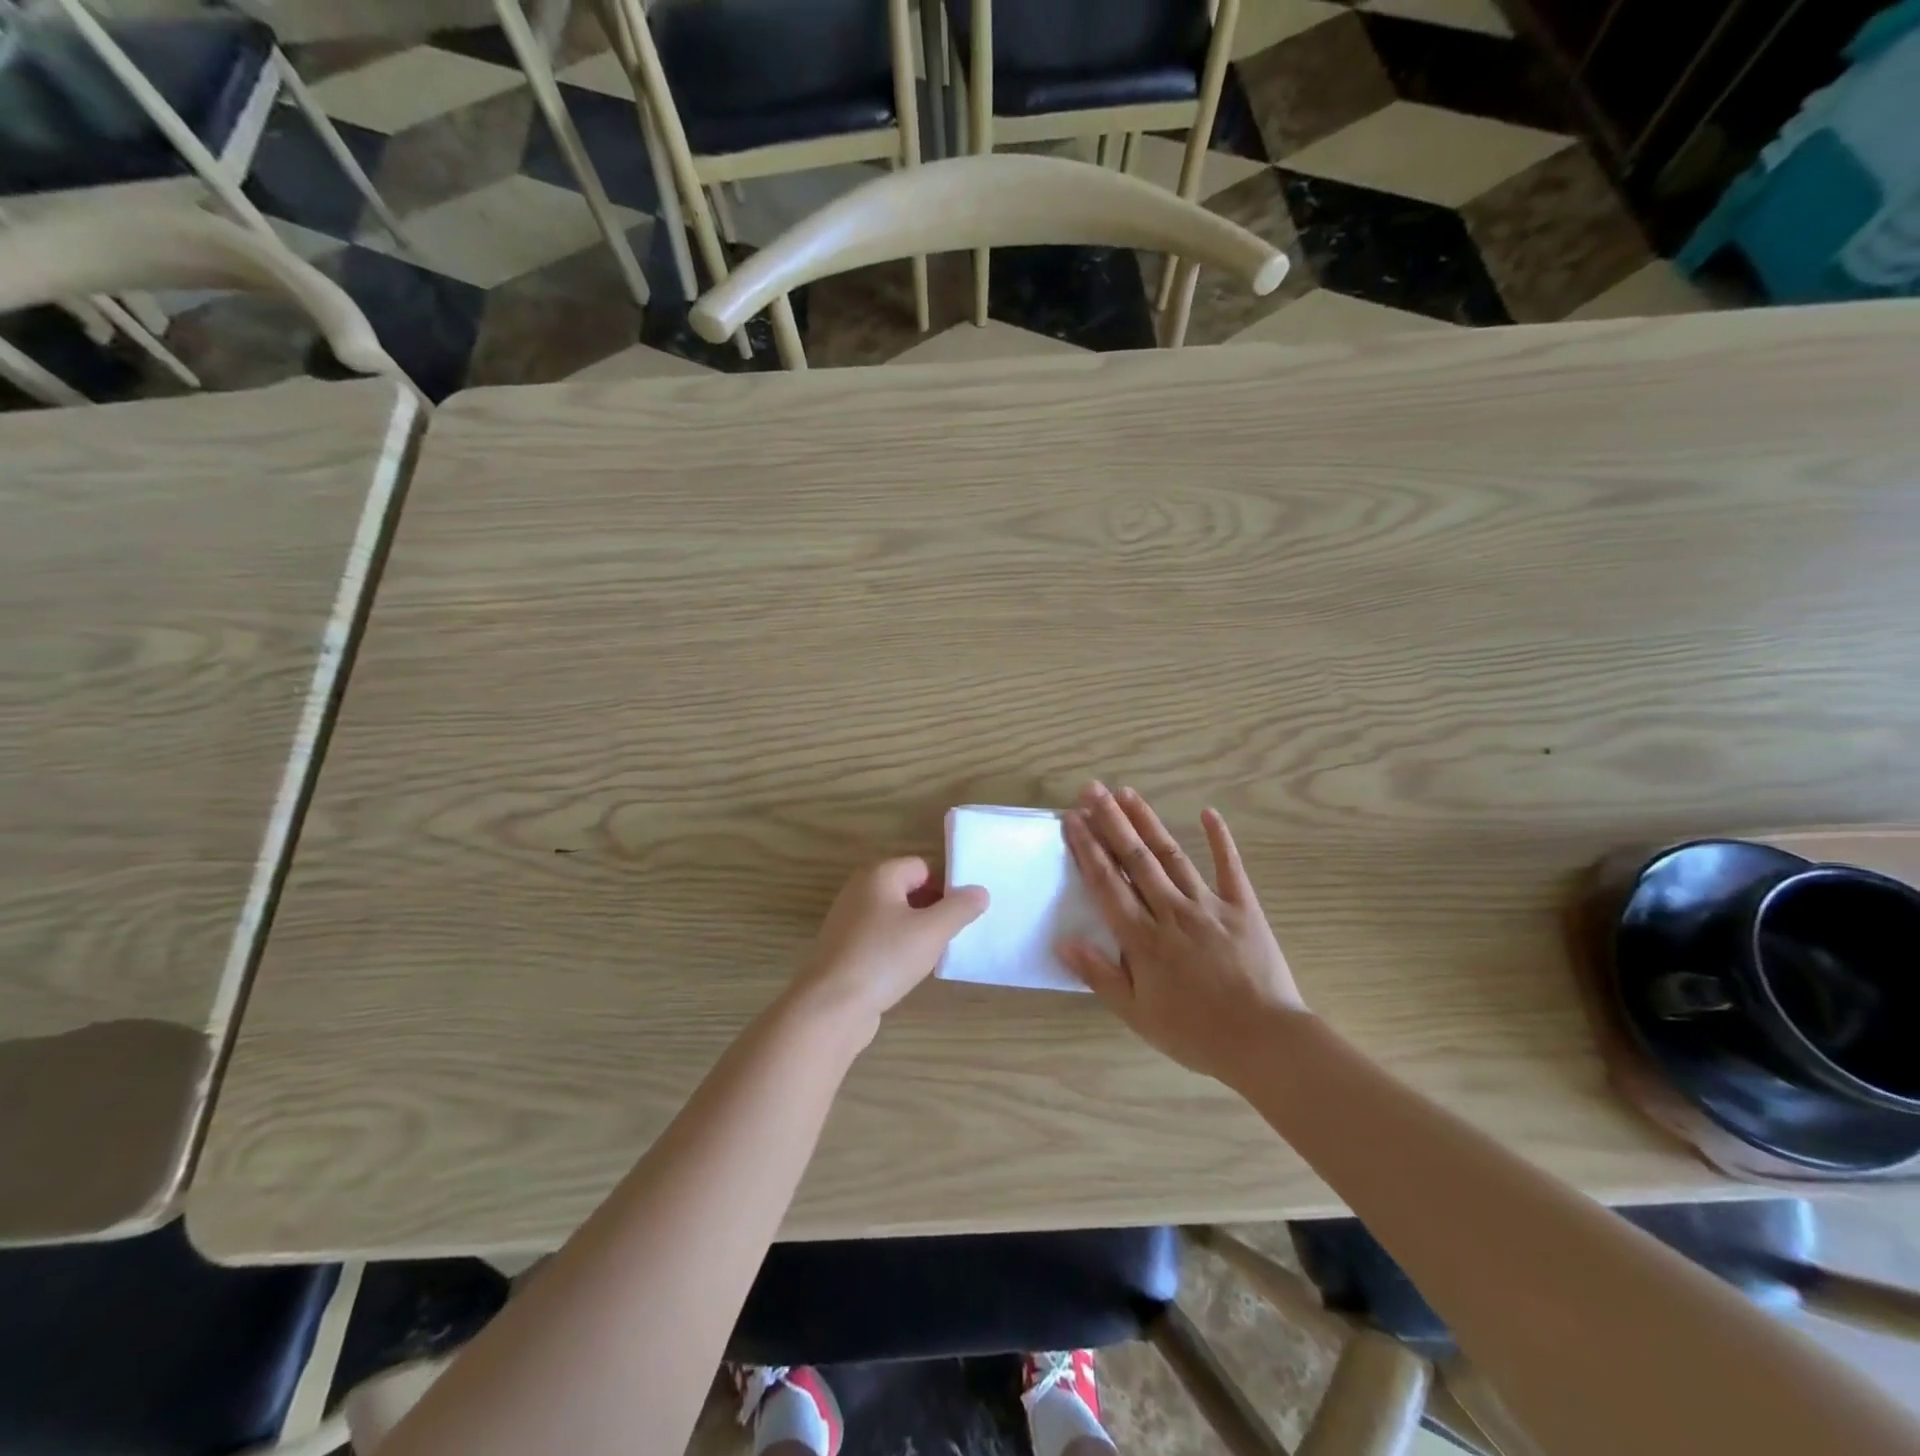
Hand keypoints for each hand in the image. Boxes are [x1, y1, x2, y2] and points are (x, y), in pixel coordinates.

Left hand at [785, 858, 988, 1045]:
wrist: (832, 1006)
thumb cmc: (884, 958)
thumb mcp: (932, 932)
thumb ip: (960, 908)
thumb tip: (980, 891)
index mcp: (879, 874)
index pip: (923, 866)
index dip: (945, 886)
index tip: (963, 913)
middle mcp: (859, 889)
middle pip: (908, 889)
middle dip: (932, 908)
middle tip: (952, 934)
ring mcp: (848, 919)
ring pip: (894, 915)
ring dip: (915, 930)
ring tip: (933, 953)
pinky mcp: (843, 947)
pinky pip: (879, 937)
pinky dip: (896, 947)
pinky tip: (907, 969)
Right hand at [1059, 784, 1308, 1082]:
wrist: (1264, 1042)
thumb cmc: (1195, 1033)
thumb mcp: (1137, 1014)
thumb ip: (1099, 975)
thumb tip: (1063, 942)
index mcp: (1143, 938)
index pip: (1107, 883)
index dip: (1087, 848)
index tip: (1072, 818)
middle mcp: (1171, 911)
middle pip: (1135, 858)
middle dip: (1110, 821)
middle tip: (1092, 789)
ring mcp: (1209, 905)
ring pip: (1171, 855)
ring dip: (1147, 822)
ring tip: (1127, 793)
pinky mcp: (1243, 907)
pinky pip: (1230, 867)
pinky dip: (1220, 839)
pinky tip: (1209, 812)